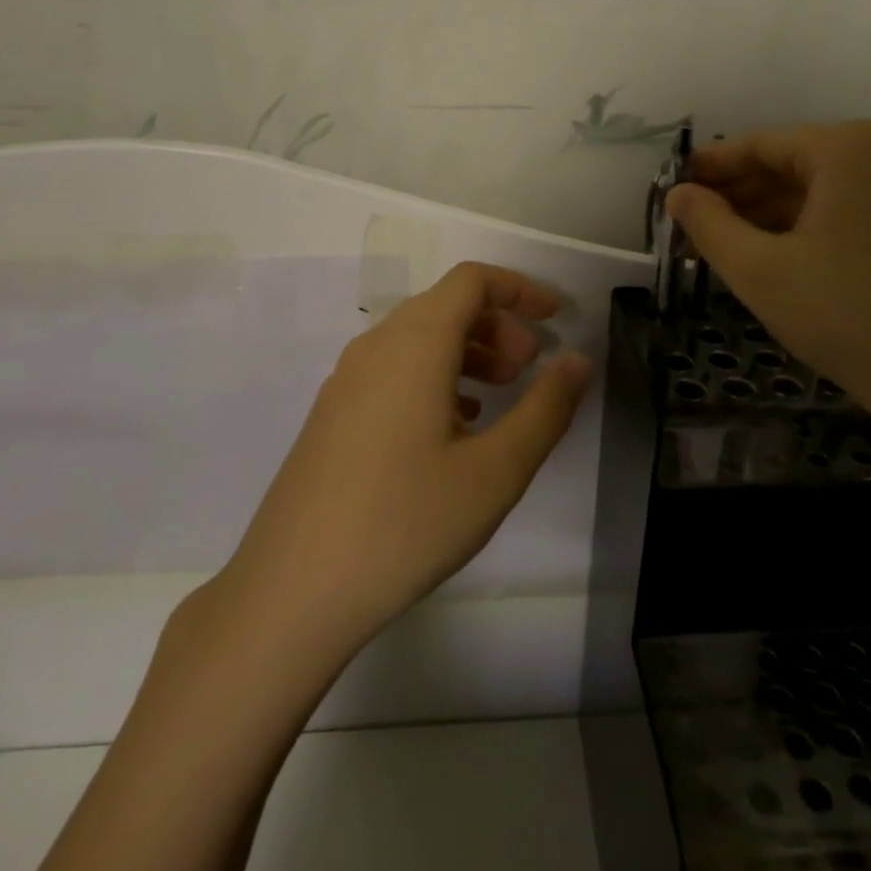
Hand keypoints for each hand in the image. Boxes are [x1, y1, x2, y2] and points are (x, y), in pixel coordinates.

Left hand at [224, 261, 593, 654]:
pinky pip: (393, 370)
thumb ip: (545, 408)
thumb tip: (577, 360)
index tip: (556, 318)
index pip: (471, 281)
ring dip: (467, 351)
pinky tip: (454, 426)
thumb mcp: (495, 471)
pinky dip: (434, 376)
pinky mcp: (333, 414)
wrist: (294, 589)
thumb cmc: (406, 523)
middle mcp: (374, 348)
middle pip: (444, 306)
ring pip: (417, 339)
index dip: (520, 289)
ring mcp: (346, 380)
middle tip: (531, 368)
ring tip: (500, 396)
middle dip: (498, 324)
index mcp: (414, 344)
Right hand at [666, 121, 870, 453]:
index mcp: (851, 147)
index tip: (673, 192)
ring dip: (771, 215)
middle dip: (739, 197)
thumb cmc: (847, 315)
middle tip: (693, 229)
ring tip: (725, 248)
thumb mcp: (759, 270)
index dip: (710, 169)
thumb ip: (708, 224)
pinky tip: (776, 257)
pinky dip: (810, 228)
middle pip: (793, 164)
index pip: (760, 146)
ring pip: (823, 190)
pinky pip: (853, 210)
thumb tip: (678, 194)